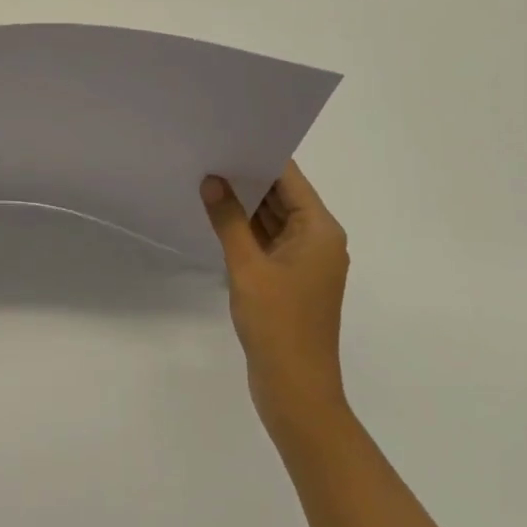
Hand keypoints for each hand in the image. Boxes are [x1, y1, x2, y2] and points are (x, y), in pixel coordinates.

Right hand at [201, 161, 349, 446]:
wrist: (296, 391)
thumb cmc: (278, 324)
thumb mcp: (247, 267)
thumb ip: (228, 219)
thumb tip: (212, 179)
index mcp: (320, 230)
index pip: (290, 178)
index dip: (260, 155)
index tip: (228, 135)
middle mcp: (318, 240)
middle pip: (282, 196)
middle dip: (247, 177)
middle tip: (209, 152)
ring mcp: (305, 261)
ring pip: (273, 219)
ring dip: (245, 204)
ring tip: (206, 177)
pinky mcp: (290, 279)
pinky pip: (268, 241)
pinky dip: (246, 229)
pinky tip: (217, 216)